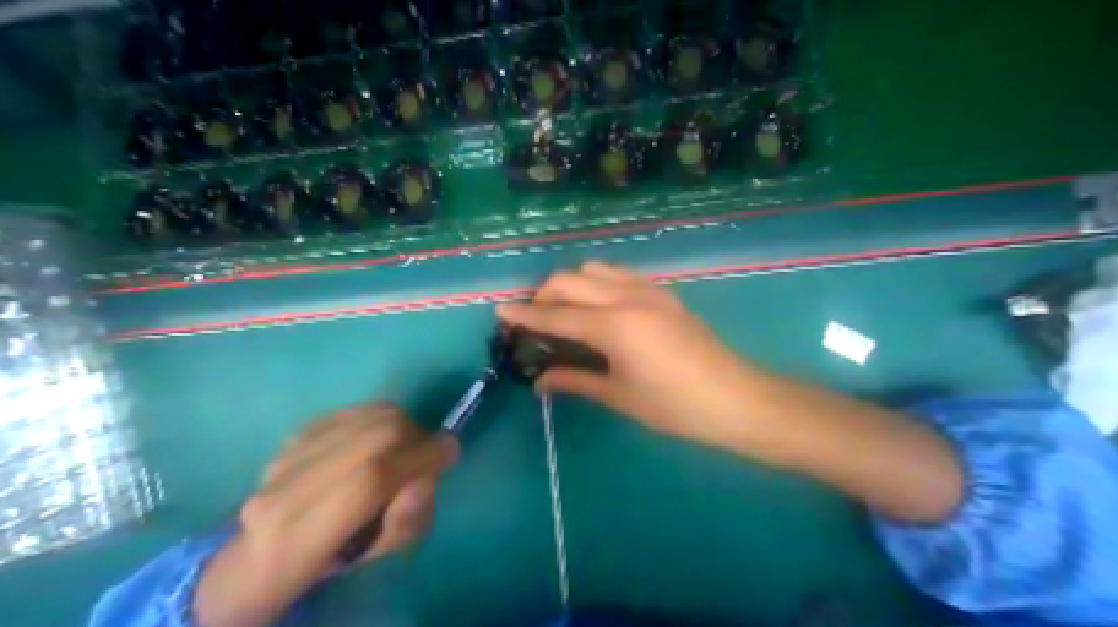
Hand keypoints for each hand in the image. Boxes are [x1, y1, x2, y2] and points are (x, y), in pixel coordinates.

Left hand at [193, 405, 459, 626]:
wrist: (269, 546)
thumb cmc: (332, 556)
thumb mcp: (379, 552)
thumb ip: (409, 517)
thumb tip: (425, 474)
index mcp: (296, 541)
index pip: (371, 480)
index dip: (421, 458)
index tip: (450, 453)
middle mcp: (282, 490)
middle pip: (378, 436)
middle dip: (417, 438)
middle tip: (427, 452)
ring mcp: (288, 453)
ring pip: (374, 416)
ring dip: (405, 425)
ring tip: (405, 445)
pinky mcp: (298, 430)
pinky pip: (362, 409)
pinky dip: (386, 418)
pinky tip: (382, 437)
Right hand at [498, 261, 961, 522]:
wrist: (738, 399)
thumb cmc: (676, 407)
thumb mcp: (619, 396)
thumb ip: (575, 381)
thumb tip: (539, 380)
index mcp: (615, 327)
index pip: (555, 316)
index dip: (524, 314)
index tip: (500, 311)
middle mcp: (627, 298)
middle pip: (570, 280)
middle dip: (544, 294)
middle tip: (534, 316)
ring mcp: (647, 290)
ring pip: (593, 269)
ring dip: (570, 284)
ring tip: (564, 309)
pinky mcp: (661, 292)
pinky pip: (617, 274)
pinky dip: (596, 282)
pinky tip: (596, 305)